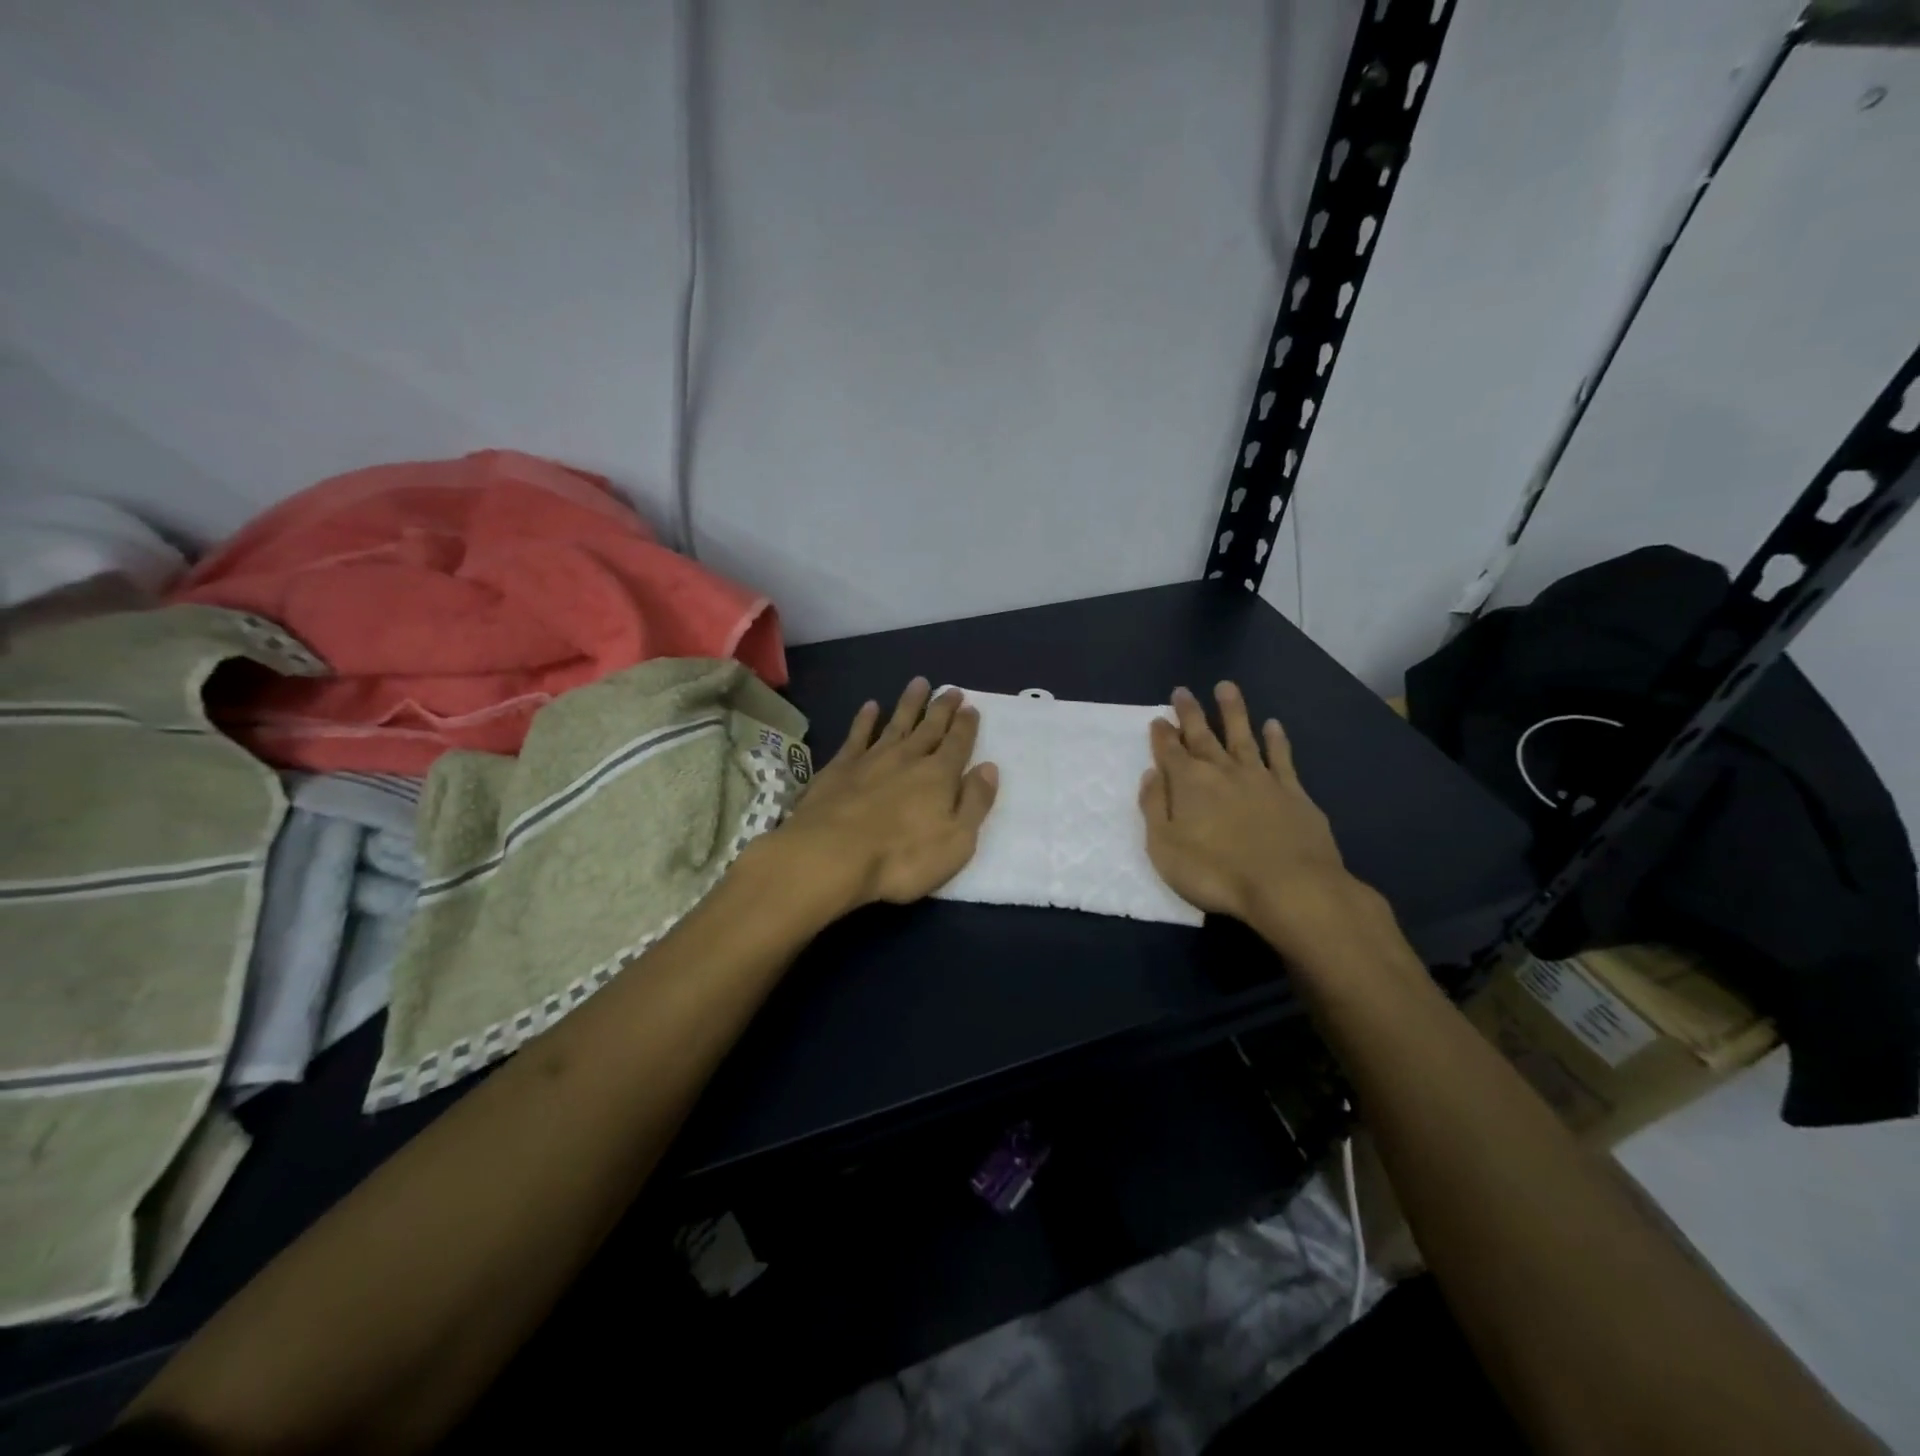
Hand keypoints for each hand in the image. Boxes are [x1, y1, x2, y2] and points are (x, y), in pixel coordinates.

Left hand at [770, 677, 998, 912]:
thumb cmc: (902, 857)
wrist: (831, 855)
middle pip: (929, 728)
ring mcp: (871, 759)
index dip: (966, 726)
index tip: (971, 707)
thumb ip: (974, 802)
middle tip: (952, 690)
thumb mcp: (956, 840)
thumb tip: (989, 768)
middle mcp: (908, 759)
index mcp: (939, 776)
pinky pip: (857, 735)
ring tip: (919, 682)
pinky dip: (865, 719)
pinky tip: (870, 706)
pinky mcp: (840, 767)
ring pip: (896, 723)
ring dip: (909, 704)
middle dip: (942, 709)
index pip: (958, 744)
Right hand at [1139, 682, 1360, 952]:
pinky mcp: (1293, 793)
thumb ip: (1155, 807)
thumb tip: (1151, 774)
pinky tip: (1273, 725)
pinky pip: (1282, 758)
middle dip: (1190, 713)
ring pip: (1242, 736)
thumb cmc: (1216, 873)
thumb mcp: (1165, 847)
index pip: (1170, 752)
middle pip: (1202, 736)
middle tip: (1182, 691)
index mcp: (1189, 784)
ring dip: (1233, 711)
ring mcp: (1261, 779)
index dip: (1162, 734)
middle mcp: (1223, 771)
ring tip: (1226, 687)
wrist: (1289, 886)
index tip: (1158, 718)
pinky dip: (1276, 740)